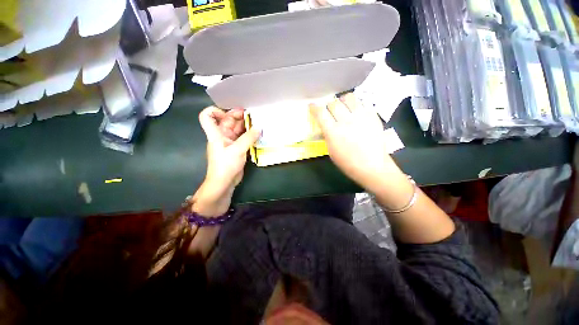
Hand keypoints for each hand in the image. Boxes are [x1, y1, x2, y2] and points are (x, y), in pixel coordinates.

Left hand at [193, 106, 260, 215]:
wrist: (224, 183)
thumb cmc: (225, 165)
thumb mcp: (237, 150)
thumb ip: (249, 138)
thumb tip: (259, 127)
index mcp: (216, 133)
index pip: (207, 116)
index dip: (216, 110)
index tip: (230, 113)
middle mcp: (222, 136)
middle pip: (227, 121)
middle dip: (239, 116)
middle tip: (253, 115)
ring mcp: (230, 142)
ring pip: (237, 129)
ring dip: (246, 126)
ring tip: (259, 123)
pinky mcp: (237, 149)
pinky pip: (243, 138)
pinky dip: (249, 135)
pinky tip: (258, 134)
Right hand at [309, 93, 406, 195]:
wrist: (372, 166)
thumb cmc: (348, 162)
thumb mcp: (331, 151)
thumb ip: (327, 134)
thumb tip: (325, 124)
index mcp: (333, 132)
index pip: (320, 113)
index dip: (314, 107)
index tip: (312, 106)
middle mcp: (346, 121)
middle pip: (333, 103)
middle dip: (328, 106)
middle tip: (330, 112)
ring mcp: (361, 117)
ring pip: (349, 98)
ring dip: (343, 101)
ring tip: (344, 108)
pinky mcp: (373, 116)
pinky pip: (362, 103)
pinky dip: (356, 106)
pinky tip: (356, 113)